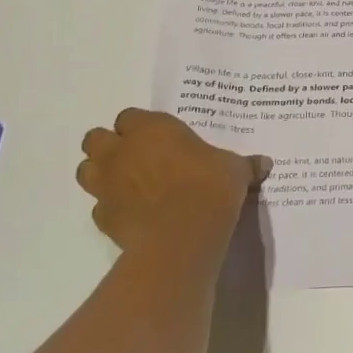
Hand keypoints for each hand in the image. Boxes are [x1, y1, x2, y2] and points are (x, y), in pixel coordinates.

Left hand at [76, 109, 270, 264]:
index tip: (158, 139)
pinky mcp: (102, 216)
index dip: (140, 127)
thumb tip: (265, 164)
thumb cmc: (210, 188)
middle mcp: (122, 150)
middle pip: (96, 138)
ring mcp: (107, 183)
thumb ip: (244, 164)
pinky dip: (110, 207)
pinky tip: (132, 215)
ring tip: (126, 184)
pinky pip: (99, 205)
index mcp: (152, 128)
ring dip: (101, 173)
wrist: (182, 235)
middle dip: (110, 146)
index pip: (130, 116)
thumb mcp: (235, 170)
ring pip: (87, 169)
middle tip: (135, 158)